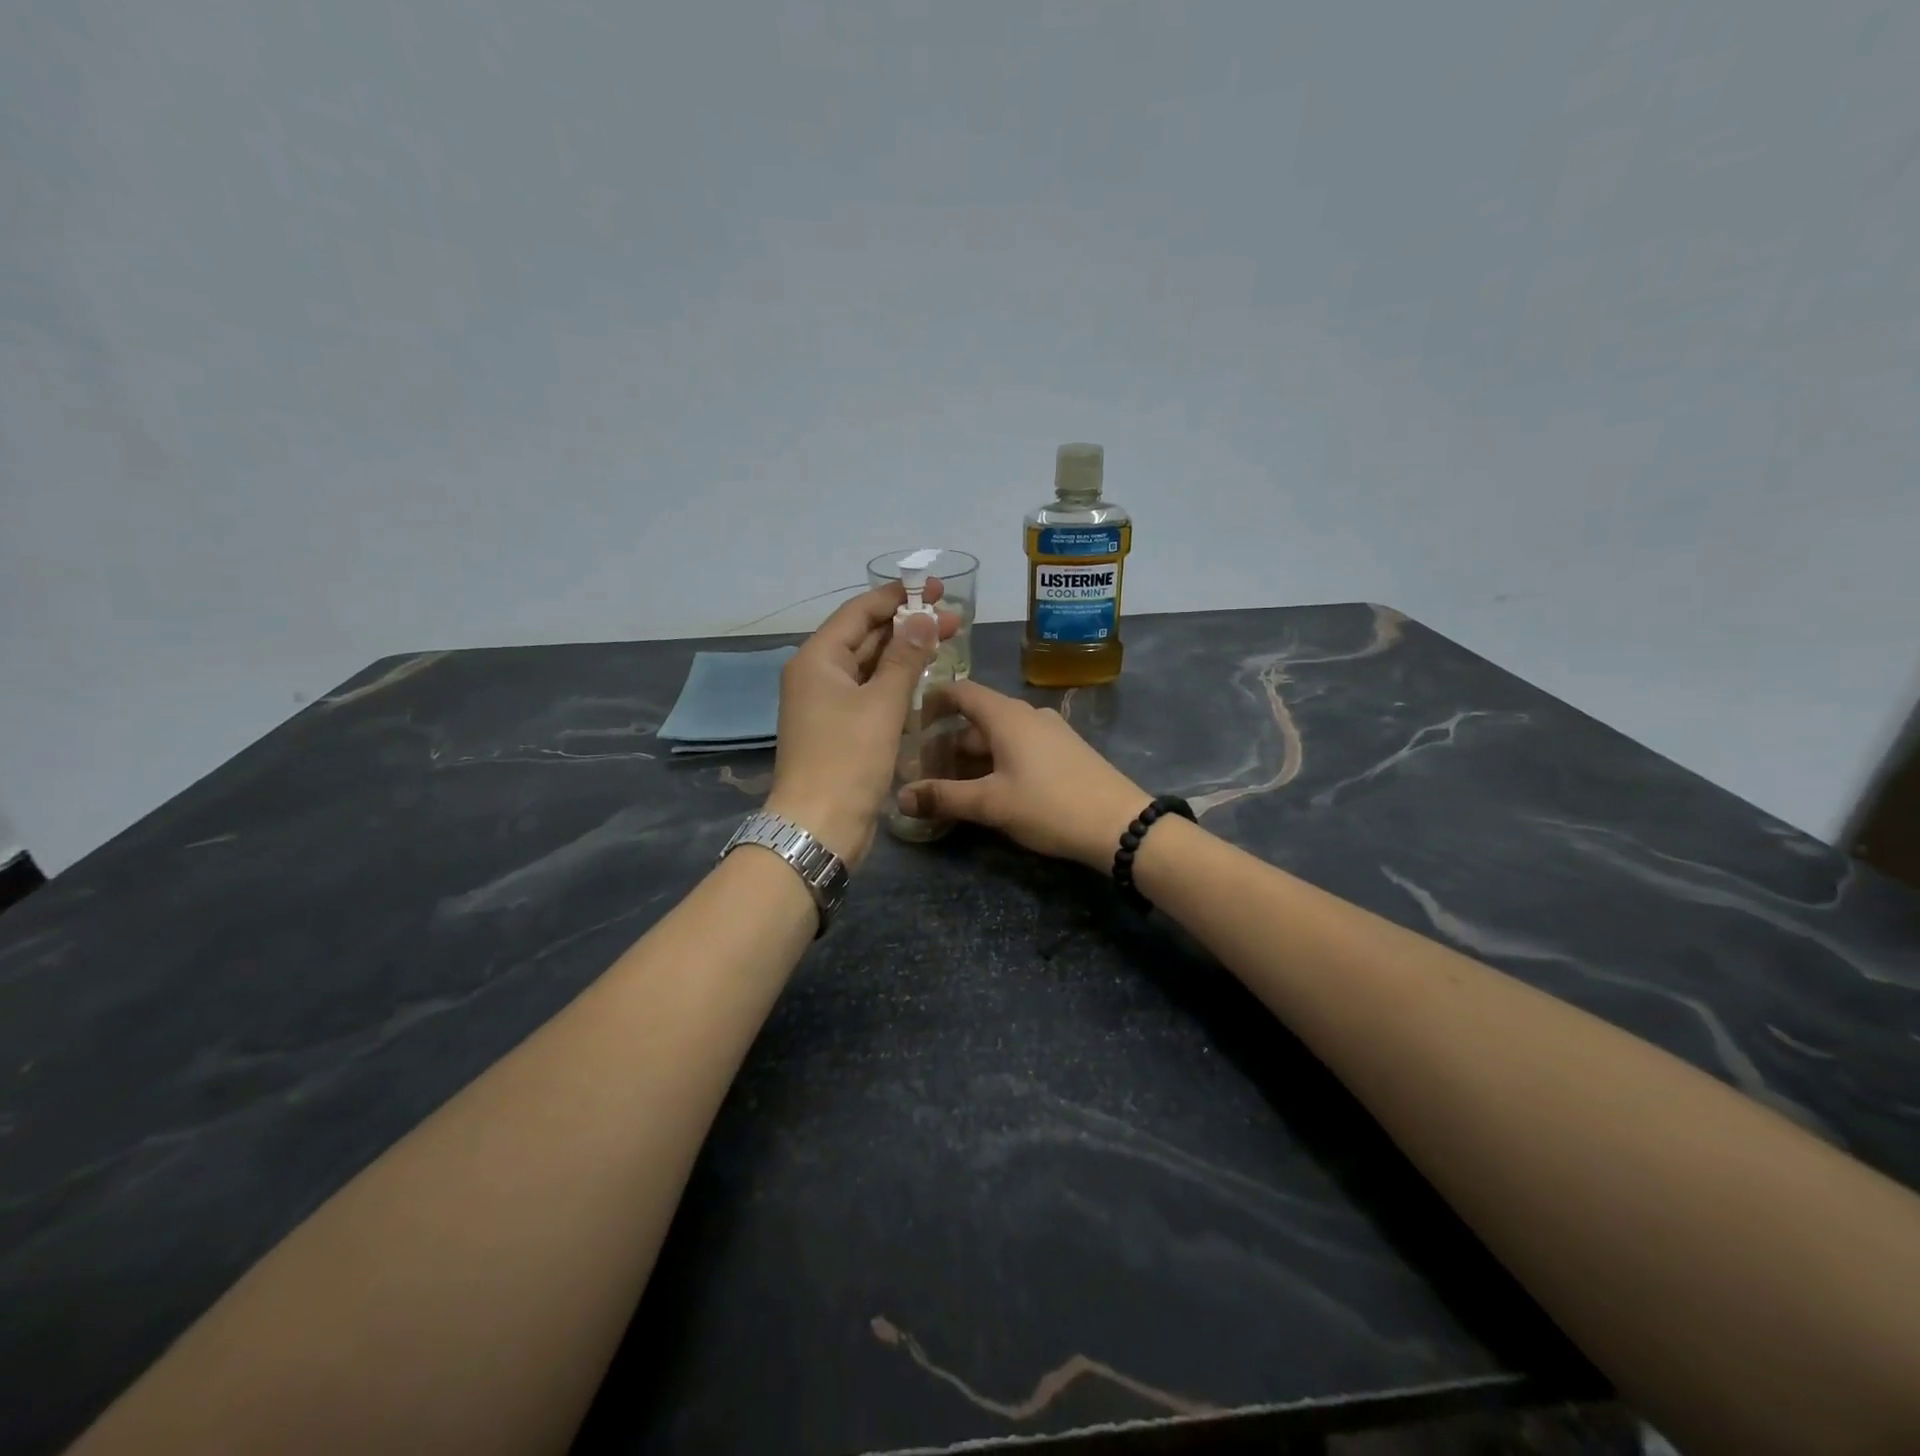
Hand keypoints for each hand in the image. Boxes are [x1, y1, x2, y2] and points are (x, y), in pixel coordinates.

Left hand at [765, 580, 956, 867]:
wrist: (819, 825)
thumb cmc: (848, 759)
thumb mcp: (881, 704)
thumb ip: (905, 658)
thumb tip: (924, 618)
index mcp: (818, 659)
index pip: (859, 612)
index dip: (898, 596)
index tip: (936, 588)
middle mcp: (818, 676)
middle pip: (865, 637)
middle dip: (908, 626)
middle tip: (954, 618)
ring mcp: (828, 705)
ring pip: (870, 667)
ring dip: (905, 655)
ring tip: (947, 643)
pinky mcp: (840, 730)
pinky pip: (870, 695)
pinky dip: (896, 685)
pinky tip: (925, 682)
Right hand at [897, 680, 1150, 869]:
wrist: (1121, 825)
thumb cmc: (1050, 805)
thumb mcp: (991, 804)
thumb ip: (944, 797)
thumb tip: (900, 797)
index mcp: (1007, 715)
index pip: (960, 691)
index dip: (932, 701)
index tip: (909, 723)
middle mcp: (1028, 715)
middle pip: (977, 718)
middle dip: (947, 742)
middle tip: (923, 770)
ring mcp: (1050, 732)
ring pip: (999, 736)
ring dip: (972, 756)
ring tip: (950, 785)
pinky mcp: (1064, 752)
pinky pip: (1019, 747)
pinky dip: (996, 762)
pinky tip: (989, 790)